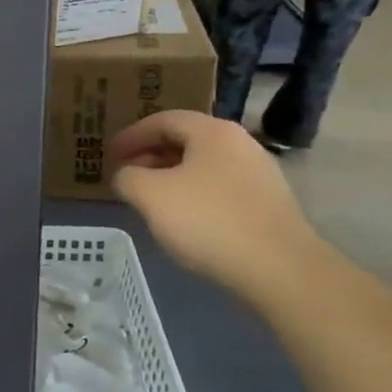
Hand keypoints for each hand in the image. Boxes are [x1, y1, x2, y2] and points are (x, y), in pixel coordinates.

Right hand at [108, 111, 322, 299]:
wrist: (282, 271)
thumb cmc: (209, 221)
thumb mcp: (150, 195)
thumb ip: (128, 177)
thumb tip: (127, 176)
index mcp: (212, 131)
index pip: (162, 120)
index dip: (130, 136)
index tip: (109, 154)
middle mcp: (240, 144)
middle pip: (185, 141)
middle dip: (151, 156)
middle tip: (127, 176)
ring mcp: (260, 175)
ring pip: (204, 167)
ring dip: (172, 177)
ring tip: (152, 200)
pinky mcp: (270, 206)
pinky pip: (221, 189)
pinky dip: (196, 196)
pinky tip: (186, 221)